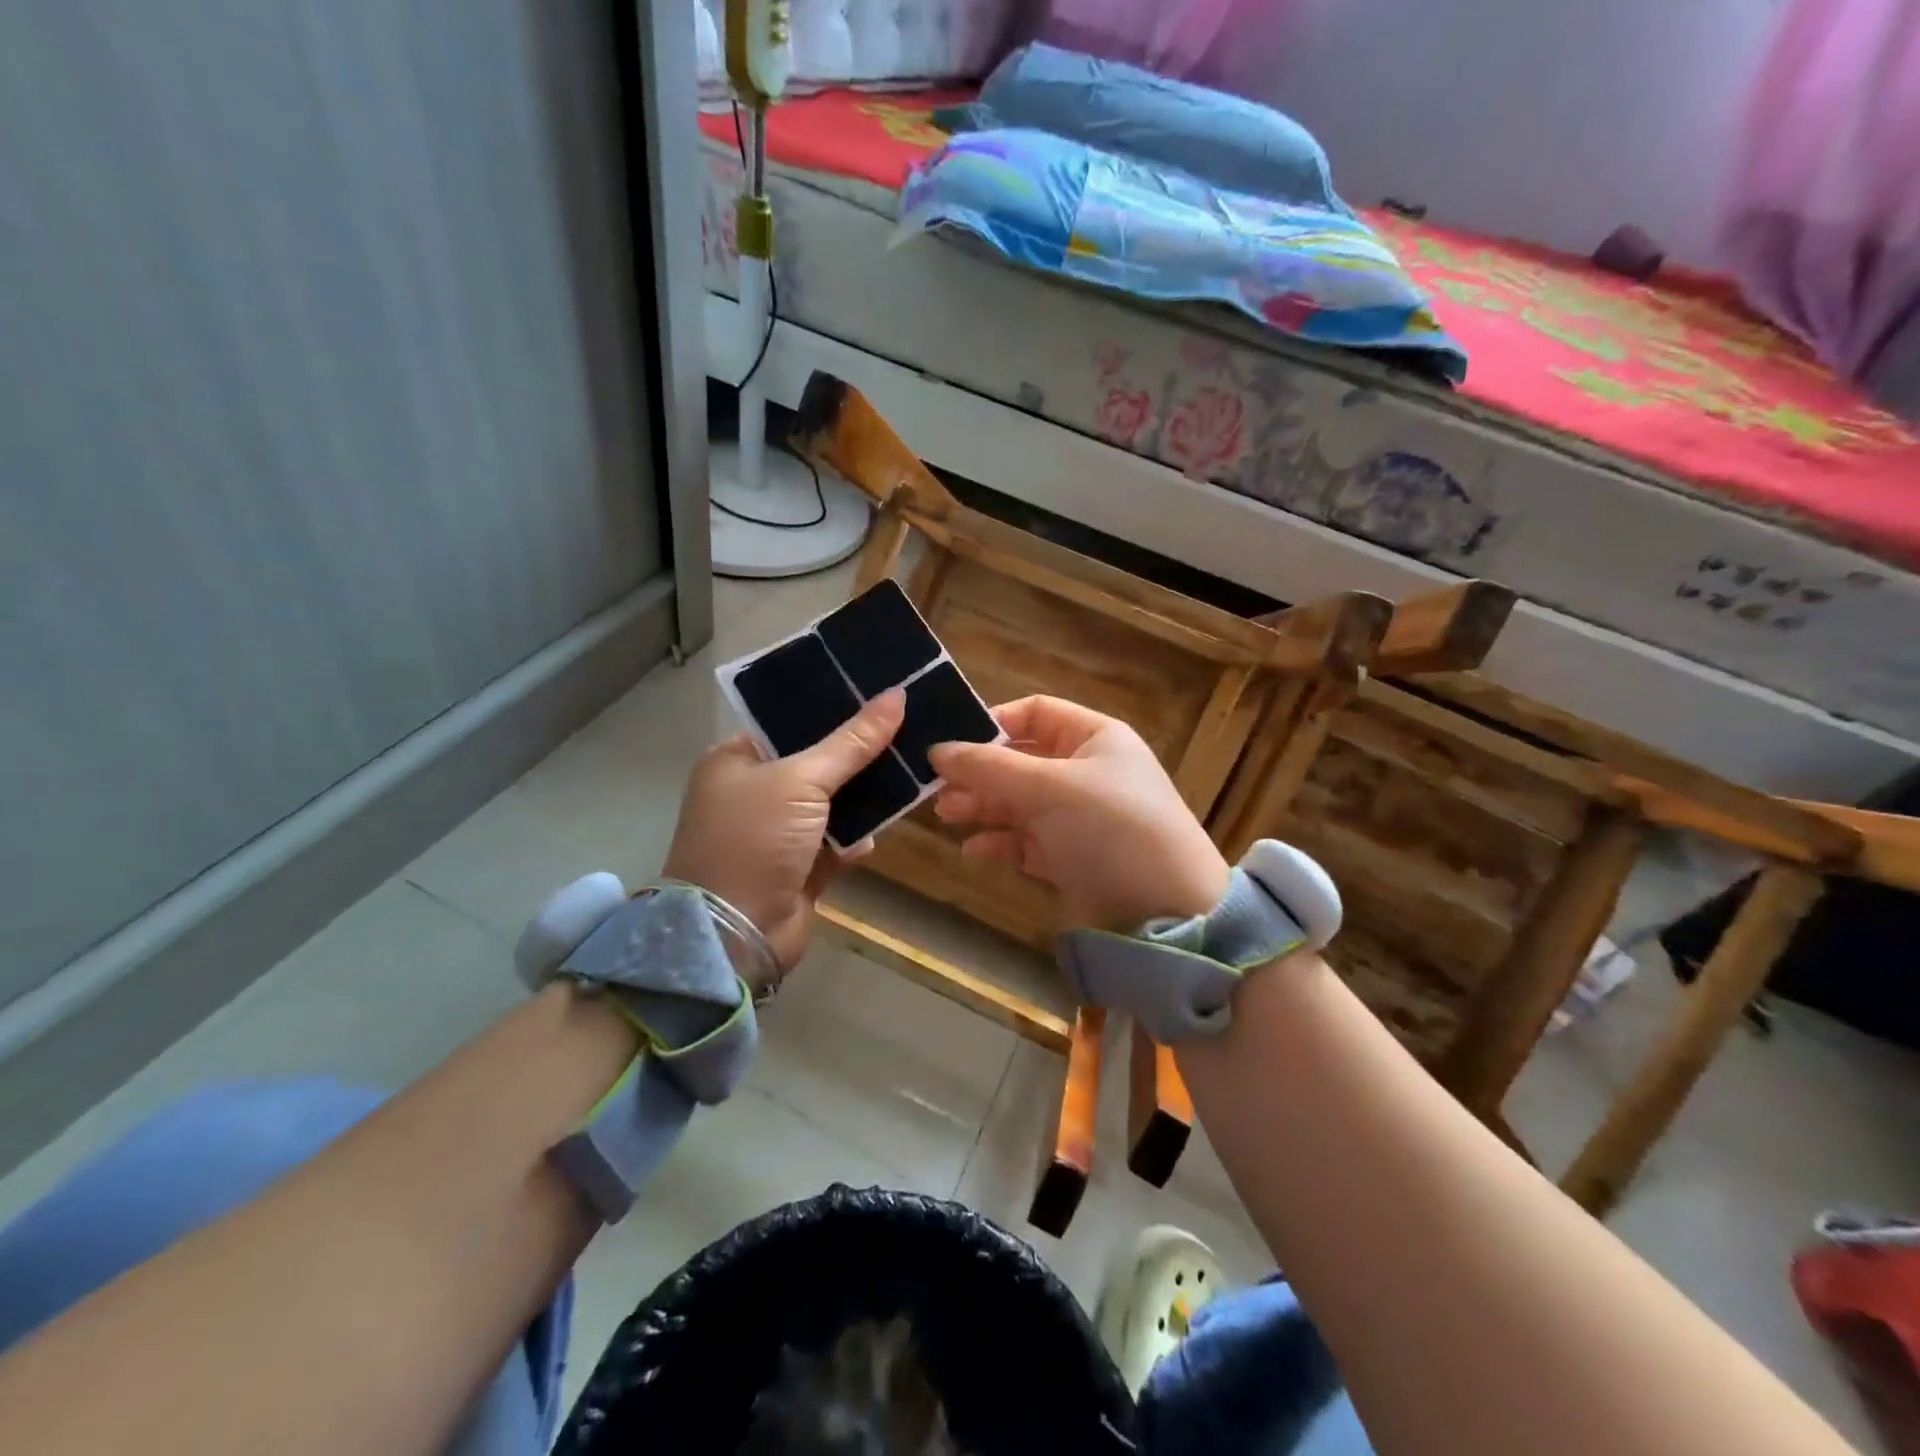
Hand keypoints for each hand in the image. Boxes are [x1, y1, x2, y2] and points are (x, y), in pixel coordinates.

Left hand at [662, 688, 904, 986]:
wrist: (734, 935)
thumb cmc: (755, 840)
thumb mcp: (801, 780)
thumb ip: (852, 742)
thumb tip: (897, 695)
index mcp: (736, 761)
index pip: (790, 724)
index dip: (833, 710)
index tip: (880, 696)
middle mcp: (754, 793)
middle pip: (817, 763)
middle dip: (858, 755)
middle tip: (908, 730)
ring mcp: (777, 834)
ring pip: (832, 805)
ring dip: (864, 799)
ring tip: (910, 773)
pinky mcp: (799, 869)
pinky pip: (837, 843)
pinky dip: (855, 841)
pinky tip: (875, 836)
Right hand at [928, 696, 1228, 930]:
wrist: (1169, 912)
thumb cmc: (1112, 829)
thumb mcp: (1051, 788)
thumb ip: (990, 767)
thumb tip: (937, 749)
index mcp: (1094, 737)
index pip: (1035, 712)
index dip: (992, 723)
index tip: (951, 743)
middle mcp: (1086, 771)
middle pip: (1020, 760)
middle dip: (979, 772)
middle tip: (936, 788)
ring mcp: (1079, 817)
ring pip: (1020, 802)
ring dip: (983, 806)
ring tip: (946, 815)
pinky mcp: (1072, 858)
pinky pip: (1027, 842)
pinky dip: (1001, 843)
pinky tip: (974, 851)